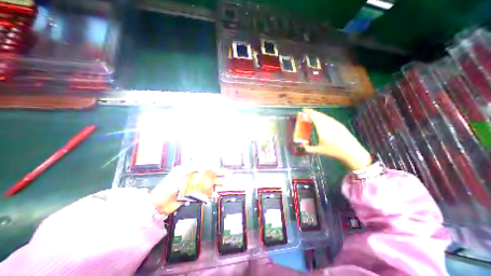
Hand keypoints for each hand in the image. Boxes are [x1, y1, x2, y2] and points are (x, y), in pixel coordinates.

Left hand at [148, 166, 223, 215]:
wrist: (159, 203)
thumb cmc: (169, 185)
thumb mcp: (181, 172)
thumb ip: (194, 167)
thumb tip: (206, 164)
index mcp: (189, 170)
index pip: (204, 166)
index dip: (213, 167)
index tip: (220, 167)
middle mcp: (192, 177)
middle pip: (207, 175)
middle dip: (217, 174)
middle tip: (227, 175)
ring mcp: (193, 186)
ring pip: (207, 184)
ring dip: (216, 184)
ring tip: (224, 184)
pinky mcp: (192, 195)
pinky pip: (203, 193)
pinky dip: (210, 194)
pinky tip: (216, 195)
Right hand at [304, 109, 372, 171]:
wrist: (352, 151)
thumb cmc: (334, 150)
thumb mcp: (319, 150)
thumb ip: (308, 148)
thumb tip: (302, 146)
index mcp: (322, 127)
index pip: (314, 116)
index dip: (308, 112)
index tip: (303, 110)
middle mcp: (328, 123)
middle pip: (319, 114)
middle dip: (312, 113)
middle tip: (306, 113)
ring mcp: (335, 123)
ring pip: (324, 116)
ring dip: (318, 115)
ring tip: (313, 116)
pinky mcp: (339, 125)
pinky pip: (329, 118)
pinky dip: (323, 117)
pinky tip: (322, 121)